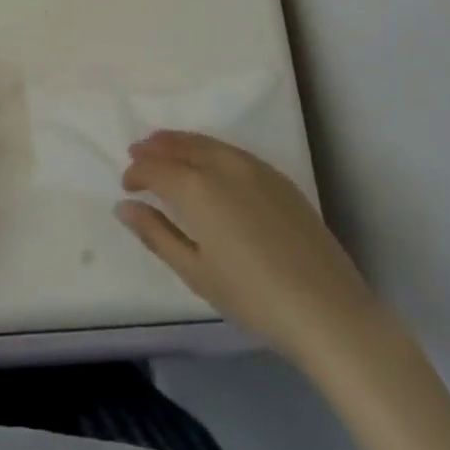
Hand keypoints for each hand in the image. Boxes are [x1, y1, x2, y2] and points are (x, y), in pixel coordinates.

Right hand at [117, 131, 373, 361]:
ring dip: (180, 142)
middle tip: (137, 153)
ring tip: (165, 149)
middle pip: (180, 145)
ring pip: (206, 142)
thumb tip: (124, 207)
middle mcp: (221, 164)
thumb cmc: (252, 295)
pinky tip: (207, 163)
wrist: (325, 307)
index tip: (127, 186)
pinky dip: (209, 149)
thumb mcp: (195, 272)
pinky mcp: (276, 176)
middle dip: (155, 148)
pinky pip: (231, 150)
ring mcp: (252, 166)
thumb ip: (156, 234)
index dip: (136, 172)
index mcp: (196, 186)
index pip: (155, 167)